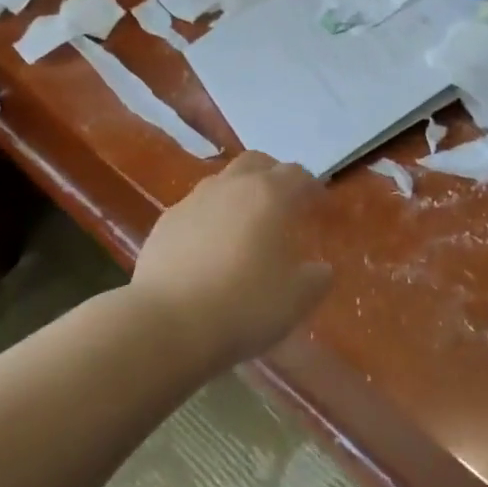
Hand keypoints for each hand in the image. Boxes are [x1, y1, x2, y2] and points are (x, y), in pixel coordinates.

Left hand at [132, 152, 333, 369]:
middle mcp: (231, 186)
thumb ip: (316, 279)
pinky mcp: (166, 221)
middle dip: (273, 175)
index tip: (318, 203)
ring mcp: (194, 200)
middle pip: (257, 162)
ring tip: (244, 224)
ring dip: (238, 193)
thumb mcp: (295, 300)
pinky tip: (209, 247)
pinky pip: (195, 208)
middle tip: (282, 201)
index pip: (297, 174)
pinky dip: (209, 217)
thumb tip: (321, 269)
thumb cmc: (242, 306)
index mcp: (269, 195)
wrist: (166, 324)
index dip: (311, 186)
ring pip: (223, 181)